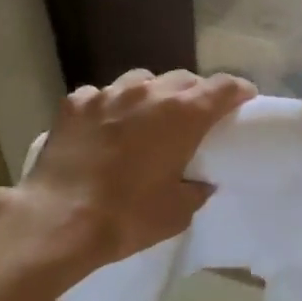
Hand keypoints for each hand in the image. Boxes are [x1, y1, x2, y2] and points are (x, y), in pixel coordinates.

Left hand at [0, 69, 254, 276]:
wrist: (58, 221)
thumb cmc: (127, 218)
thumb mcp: (177, 212)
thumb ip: (196, 188)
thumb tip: (199, 181)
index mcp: (182, 114)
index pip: (223, 87)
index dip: (238, 91)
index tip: (243, 101)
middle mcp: (147, 92)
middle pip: (183, 79)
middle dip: (195, 94)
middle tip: (195, 118)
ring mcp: (107, 94)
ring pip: (141, 80)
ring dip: (152, 95)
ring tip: (147, 118)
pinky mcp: (75, 103)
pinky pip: (101, 95)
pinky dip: (110, 108)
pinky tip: (103, 129)